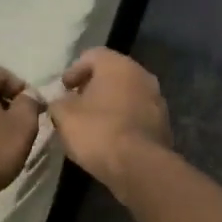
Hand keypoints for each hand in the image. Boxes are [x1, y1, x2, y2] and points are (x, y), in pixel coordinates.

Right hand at [48, 47, 171, 194]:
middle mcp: (142, 75)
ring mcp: (157, 100)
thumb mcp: (64, 116)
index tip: (63, 88)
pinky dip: (122, 120)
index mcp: (118, 65)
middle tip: (75, 104)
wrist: (139, 166)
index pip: (93, 55)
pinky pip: (137, 114)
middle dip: (92, 87)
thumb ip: (58, 103)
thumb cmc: (98, 131)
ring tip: (91, 123)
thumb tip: (60, 102)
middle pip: (112, 74)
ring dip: (109, 104)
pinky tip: (109, 137)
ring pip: (127, 94)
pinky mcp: (163, 124)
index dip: (74, 70)